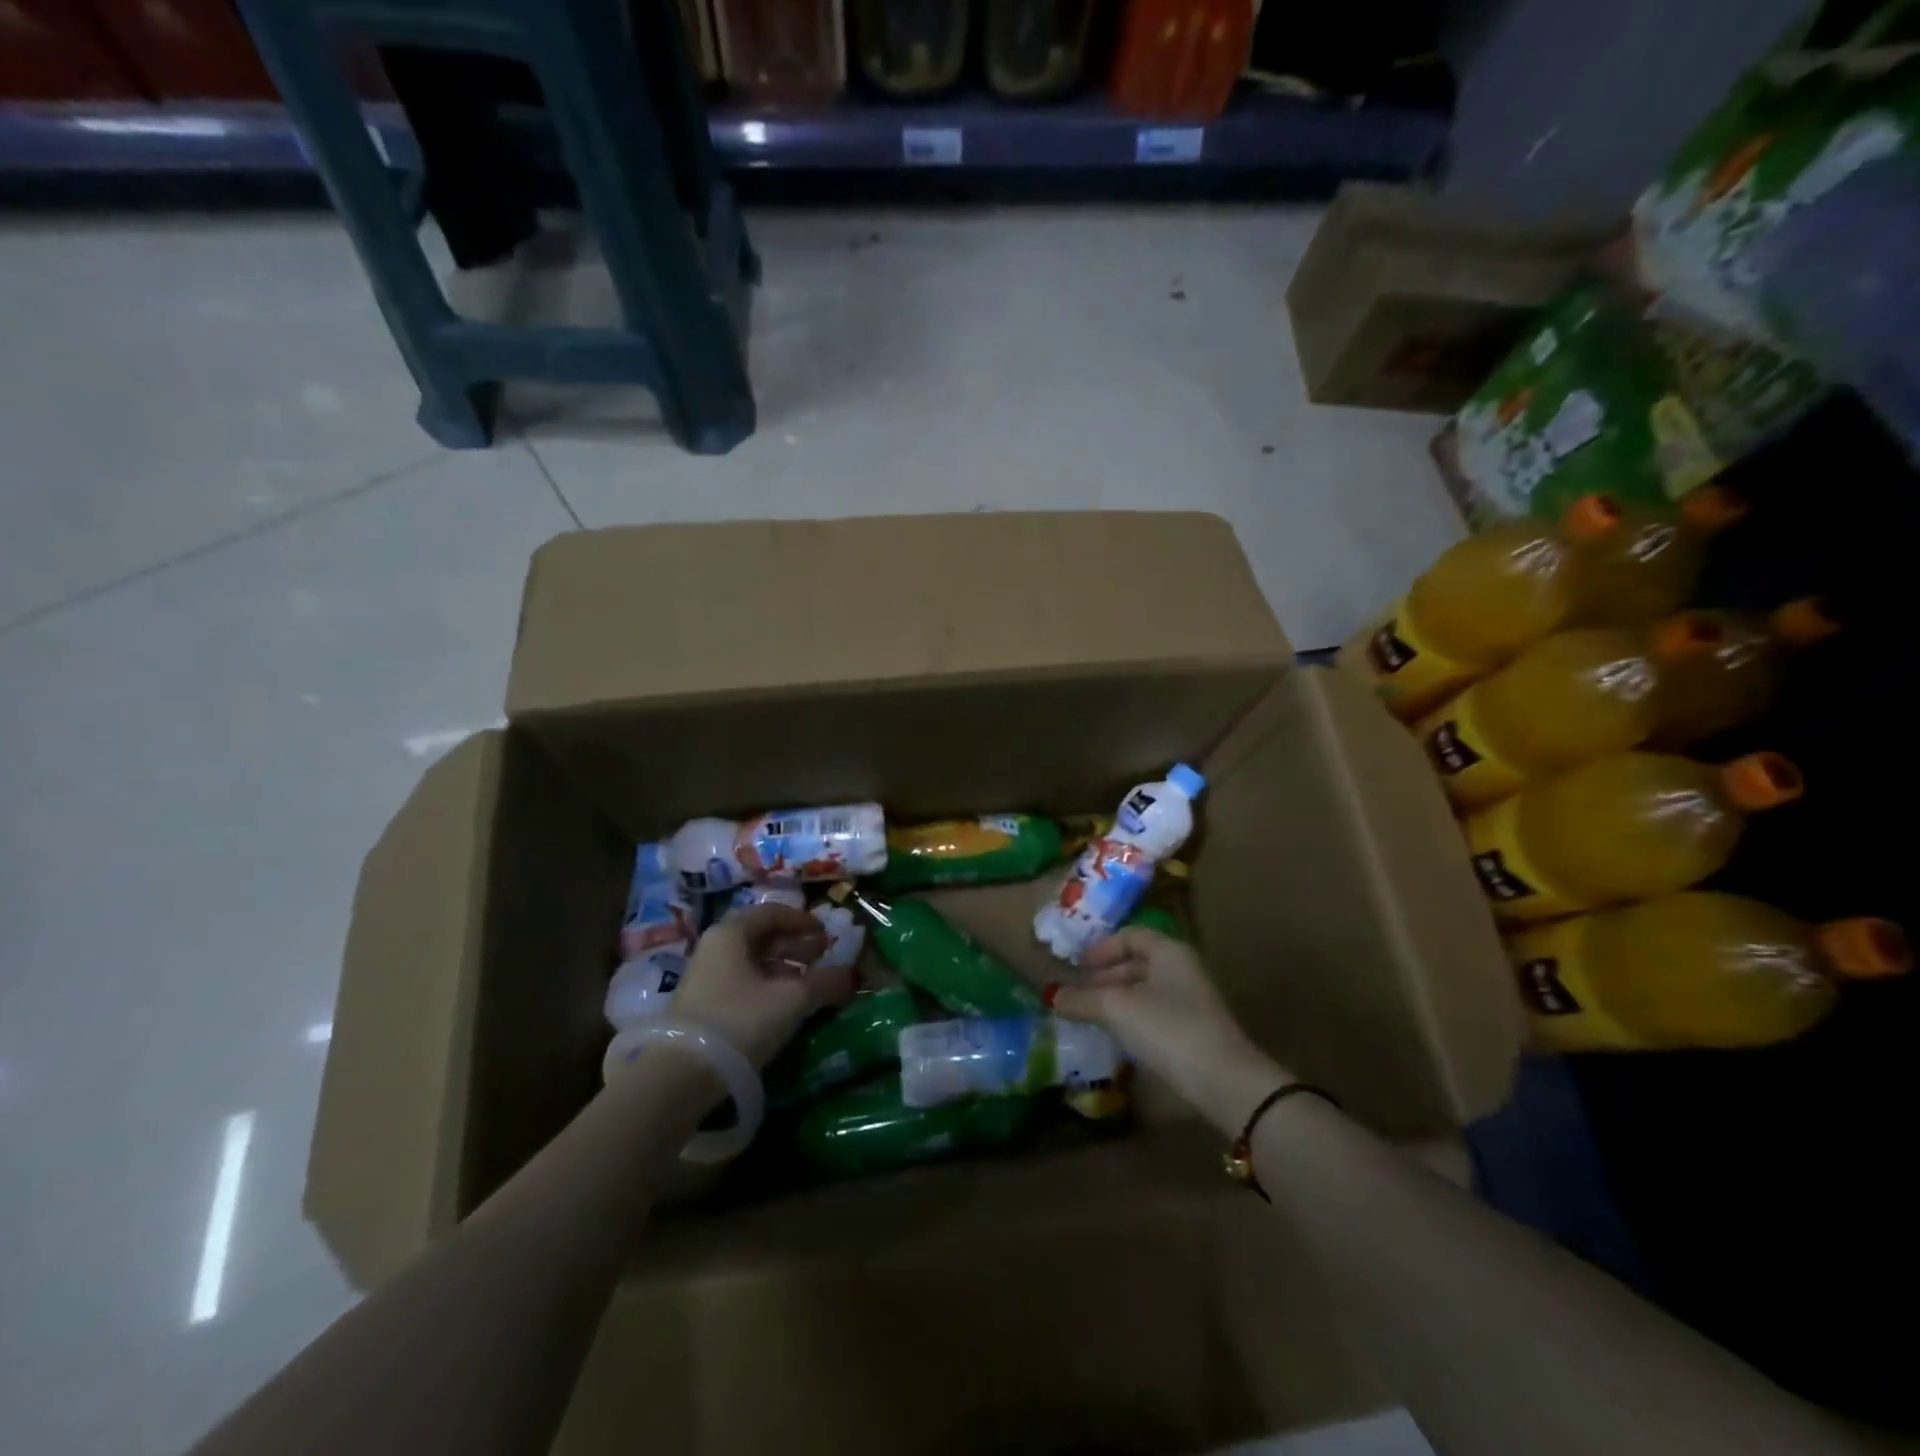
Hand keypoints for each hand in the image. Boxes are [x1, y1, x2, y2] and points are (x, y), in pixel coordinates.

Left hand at [670, 904, 855, 1068]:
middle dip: (795, 946)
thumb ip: (823, 983)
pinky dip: (768, 988)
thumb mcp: (790, 999)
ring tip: (809, 985)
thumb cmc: (739, 1020)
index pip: (771, 913)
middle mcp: (715, 949)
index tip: (826, 935)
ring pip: (752, 963)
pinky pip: (742, 985)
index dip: (803, 921)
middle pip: (761, 937)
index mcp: (731, 934)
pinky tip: (784, 1007)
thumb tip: (852, 976)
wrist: (679, 1075)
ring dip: (784, 969)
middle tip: (822, 958)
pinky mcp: (702, 1008)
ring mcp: (705, 979)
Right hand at [1050, 928, 1286, 1135]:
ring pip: (1147, 990)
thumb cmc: (1168, 1029)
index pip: (1131, 935)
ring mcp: (1193, 1001)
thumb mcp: (1117, 1009)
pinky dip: (1133, 1019)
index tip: (1077, 966)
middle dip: (1106, 976)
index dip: (1101, 948)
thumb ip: (1082, 999)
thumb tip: (1052, 996)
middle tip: (1079, 994)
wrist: (1224, 1082)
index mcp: (1169, 952)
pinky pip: (1156, 1014)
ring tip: (1092, 1016)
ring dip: (1117, 1000)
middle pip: (1138, 962)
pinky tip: (1118, 1038)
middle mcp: (1184, 969)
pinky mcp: (1195, 1031)